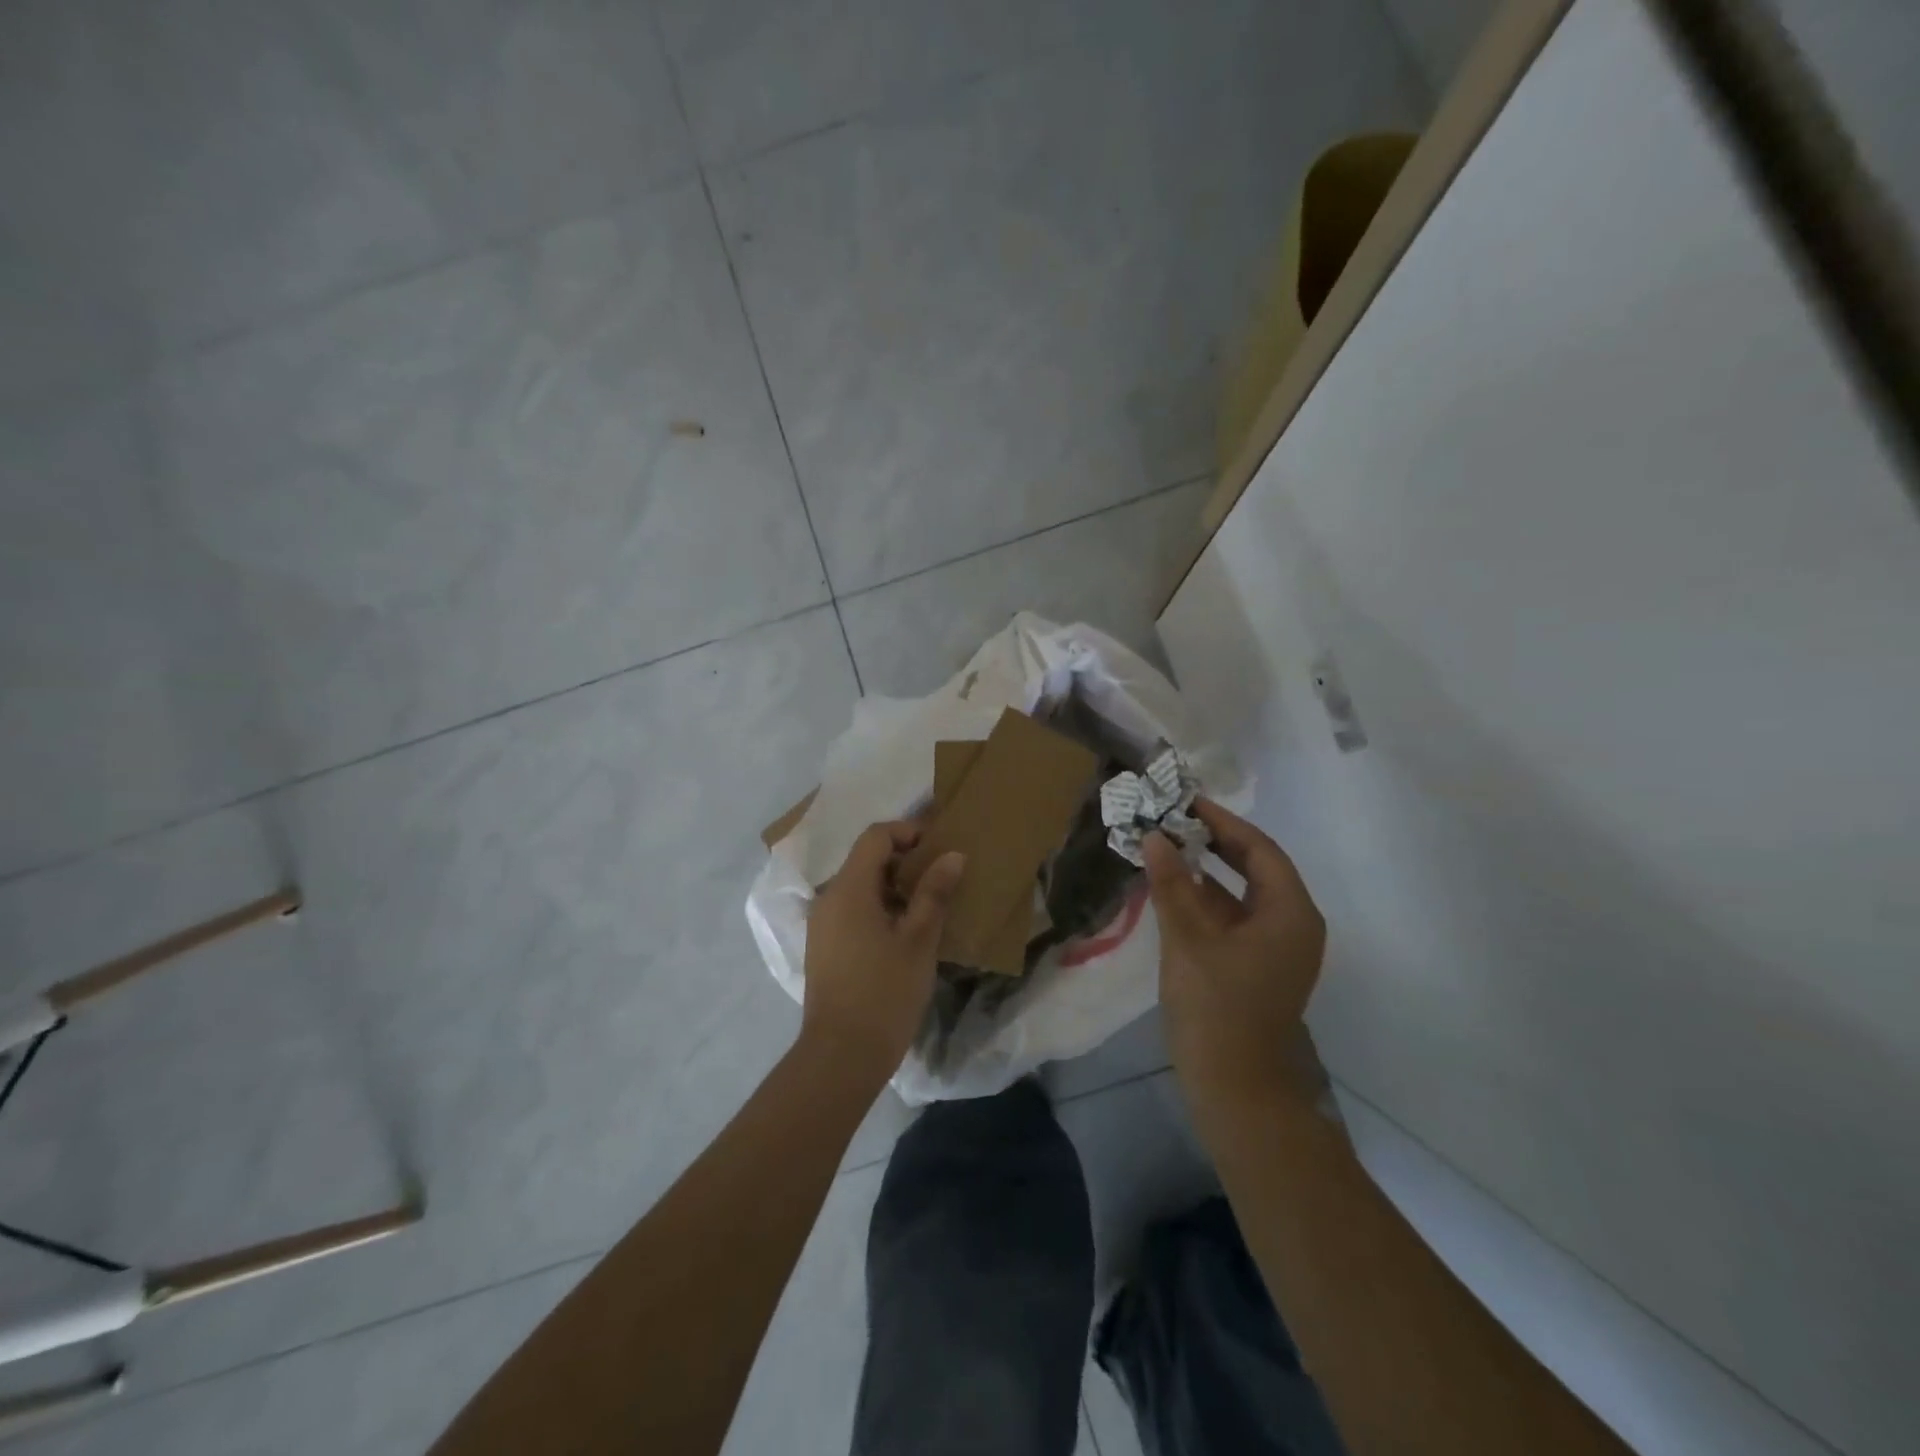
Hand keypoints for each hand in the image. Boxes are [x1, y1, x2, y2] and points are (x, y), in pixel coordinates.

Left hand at [801, 821, 964, 1081]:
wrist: (841, 1056)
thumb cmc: (885, 992)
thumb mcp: (919, 940)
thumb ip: (934, 892)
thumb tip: (952, 855)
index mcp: (849, 888)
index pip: (875, 836)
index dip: (908, 832)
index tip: (939, 849)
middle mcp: (829, 898)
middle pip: (866, 859)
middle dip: (904, 860)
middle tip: (941, 878)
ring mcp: (823, 924)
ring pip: (860, 886)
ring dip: (894, 886)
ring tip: (929, 906)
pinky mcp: (824, 947)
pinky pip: (853, 910)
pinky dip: (879, 908)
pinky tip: (905, 933)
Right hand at [1143, 798, 1325, 1106]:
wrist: (1235, 1089)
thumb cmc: (1216, 1009)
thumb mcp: (1188, 939)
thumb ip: (1172, 884)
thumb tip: (1155, 835)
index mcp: (1291, 912)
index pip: (1259, 848)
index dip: (1221, 821)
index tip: (1185, 800)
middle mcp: (1293, 924)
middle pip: (1255, 867)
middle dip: (1214, 841)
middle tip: (1172, 818)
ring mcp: (1277, 948)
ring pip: (1242, 893)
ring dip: (1206, 870)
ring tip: (1166, 845)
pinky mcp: (1258, 966)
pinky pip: (1235, 917)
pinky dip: (1206, 899)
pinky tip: (1172, 889)